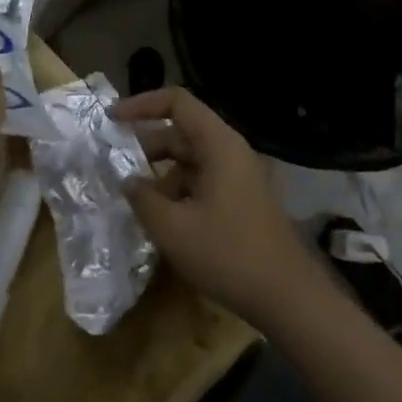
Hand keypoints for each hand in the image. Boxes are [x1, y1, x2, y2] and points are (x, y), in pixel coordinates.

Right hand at [113, 86, 312, 326]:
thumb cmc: (229, 255)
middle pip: (182, 131)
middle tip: (114, 165)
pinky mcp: (242, 200)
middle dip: (146, 146)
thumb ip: (143, 199)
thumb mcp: (174, 229)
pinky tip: (162, 219)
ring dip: (161, 174)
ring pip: (190, 160)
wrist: (289, 298)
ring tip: (134, 200)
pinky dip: (178, 191)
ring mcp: (239, 177)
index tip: (112, 120)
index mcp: (218, 145)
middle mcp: (230, 152)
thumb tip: (127, 181)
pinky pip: (202, 181)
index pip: (177, 102)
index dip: (142, 104)